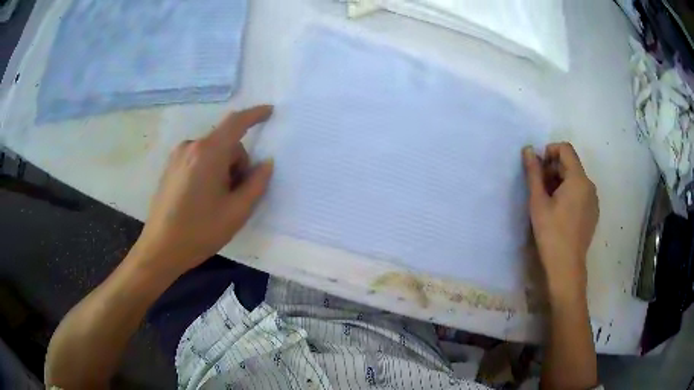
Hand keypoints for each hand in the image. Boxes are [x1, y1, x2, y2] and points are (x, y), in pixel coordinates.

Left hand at [131, 105, 273, 276]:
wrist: (160, 249)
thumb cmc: (200, 231)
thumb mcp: (236, 212)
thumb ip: (256, 184)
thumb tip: (266, 163)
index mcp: (208, 153)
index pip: (236, 123)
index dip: (255, 114)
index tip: (270, 111)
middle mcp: (191, 147)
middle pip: (225, 144)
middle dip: (238, 163)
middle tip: (237, 195)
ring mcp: (177, 156)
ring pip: (212, 152)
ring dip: (223, 169)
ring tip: (218, 201)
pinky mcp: (170, 167)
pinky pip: (198, 159)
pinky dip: (209, 171)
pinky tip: (203, 199)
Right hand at [523, 143, 598, 299]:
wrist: (567, 267)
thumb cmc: (551, 233)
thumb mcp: (538, 202)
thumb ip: (534, 173)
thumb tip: (528, 149)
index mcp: (578, 179)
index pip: (565, 149)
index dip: (549, 151)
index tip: (538, 169)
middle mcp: (590, 185)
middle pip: (571, 164)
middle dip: (553, 169)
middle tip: (540, 189)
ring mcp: (594, 200)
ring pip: (576, 179)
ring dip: (561, 182)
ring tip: (549, 203)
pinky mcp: (593, 212)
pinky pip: (581, 193)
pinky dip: (570, 194)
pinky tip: (560, 214)